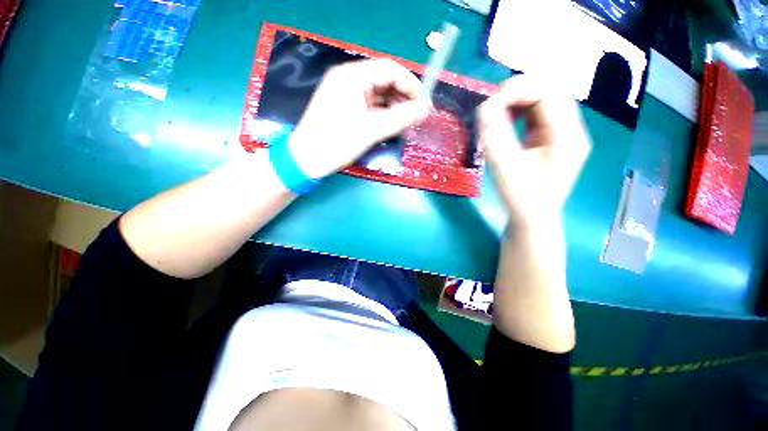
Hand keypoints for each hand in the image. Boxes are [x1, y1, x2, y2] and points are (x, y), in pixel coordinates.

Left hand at [289, 59, 429, 178]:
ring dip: (394, 107)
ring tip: (406, 123)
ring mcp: (346, 94)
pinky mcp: (345, 108)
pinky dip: (383, 114)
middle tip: (416, 116)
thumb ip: (399, 118)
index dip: (410, 84)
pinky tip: (392, 124)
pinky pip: (370, 106)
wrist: (306, 160)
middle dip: (403, 97)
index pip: (389, 69)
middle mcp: (348, 80)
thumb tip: (424, 110)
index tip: (423, 103)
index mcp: (351, 76)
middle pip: (384, 81)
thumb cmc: (336, 143)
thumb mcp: (370, 131)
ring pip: (378, 95)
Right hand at [478, 74, 591, 228]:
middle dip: (517, 92)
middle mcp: (570, 129)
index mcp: (567, 136)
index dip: (517, 91)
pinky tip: (506, 121)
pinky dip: (519, 110)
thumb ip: (495, 137)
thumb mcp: (506, 168)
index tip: (489, 104)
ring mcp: (562, 133)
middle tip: (491, 106)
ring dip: (518, 99)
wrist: (532, 219)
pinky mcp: (550, 138)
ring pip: (543, 98)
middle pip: (549, 90)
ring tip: (497, 113)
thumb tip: (484, 107)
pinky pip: (537, 112)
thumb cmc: (521, 199)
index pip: (548, 93)